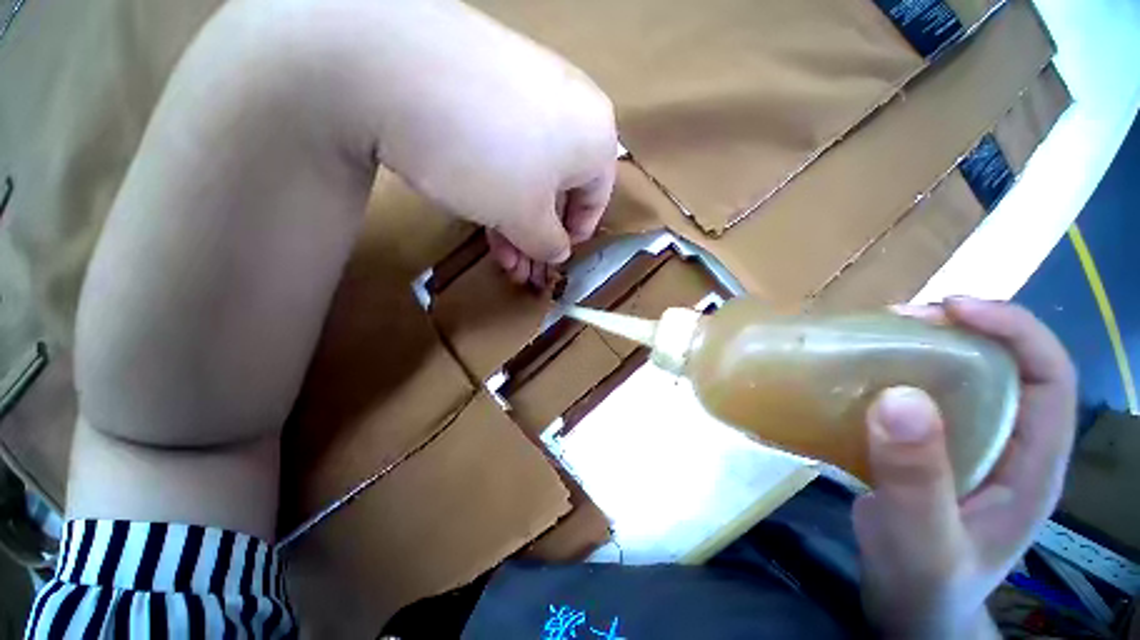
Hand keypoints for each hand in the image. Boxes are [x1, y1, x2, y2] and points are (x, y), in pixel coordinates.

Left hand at [328, 0, 618, 284]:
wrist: (397, 66)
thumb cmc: (488, 156)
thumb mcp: (525, 217)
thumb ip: (548, 244)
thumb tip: (558, 253)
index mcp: (597, 138)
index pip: (597, 201)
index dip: (575, 237)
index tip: (553, 258)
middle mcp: (571, 108)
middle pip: (560, 189)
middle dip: (538, 236)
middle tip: (520, 269)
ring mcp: (528, 90)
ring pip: (530, 172)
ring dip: (516, 219)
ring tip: (499, 255)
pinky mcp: (490, 83)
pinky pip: (506, 146)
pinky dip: (497, 184)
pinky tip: (479, 210)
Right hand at [853, 298, 1076, 638]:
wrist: (905, 607)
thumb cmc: (924, 583)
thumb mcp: (923, 539)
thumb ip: (916, 478)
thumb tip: (899, 396)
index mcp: (1032, 463)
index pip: (1049, 376)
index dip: (1013, 330)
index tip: (952, 308)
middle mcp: (1007, 444)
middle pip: (1003, 366)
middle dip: (960, 331)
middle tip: (900, 320)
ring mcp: (967, 446)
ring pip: (960, 379)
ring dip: (922, 349)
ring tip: (876, 338)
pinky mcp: (930, 450)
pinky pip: (919, 399)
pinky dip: (893, 376)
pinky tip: (860, 377)